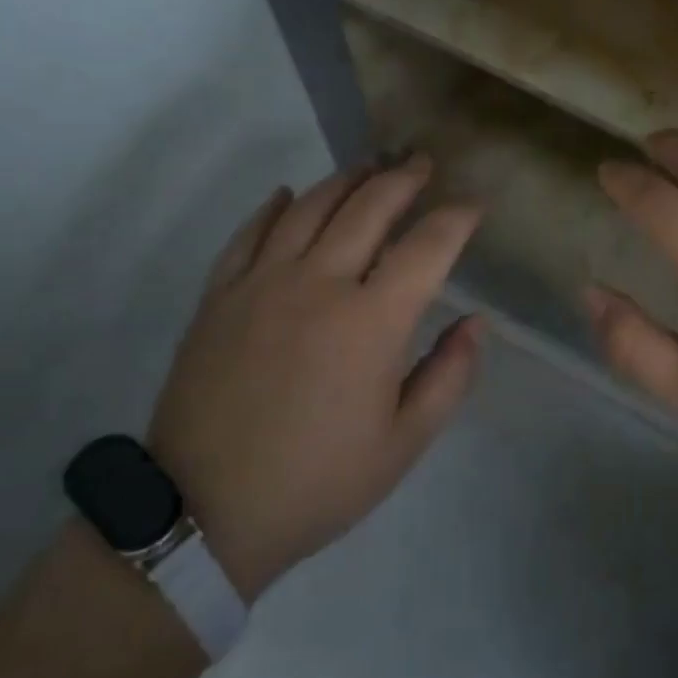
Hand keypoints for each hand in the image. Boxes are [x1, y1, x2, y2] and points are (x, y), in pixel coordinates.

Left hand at [147, 156, 483, 601]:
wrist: (202, 514)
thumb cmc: (316, 482)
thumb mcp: (402, 445)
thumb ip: (449, 376)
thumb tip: (475, 323)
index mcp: (372, 321)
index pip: (428, 246)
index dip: (457, 218)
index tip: (474, 204)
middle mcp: (320, 283)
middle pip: (369, 207)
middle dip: (404, 179)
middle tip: (422, 164)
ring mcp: (263, 283)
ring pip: (310, 207)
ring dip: (346, 180)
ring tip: (368, 167)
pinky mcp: (220, 295)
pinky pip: (249, 234)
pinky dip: (272, 208)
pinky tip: (286, 194)